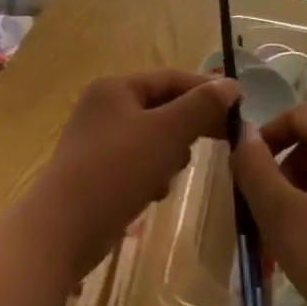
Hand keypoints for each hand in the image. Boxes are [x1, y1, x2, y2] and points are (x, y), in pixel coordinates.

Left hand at [35, 70, 239, 278]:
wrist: (64, 227)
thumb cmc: (117, 170)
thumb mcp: (167, 133)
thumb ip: (201, 107)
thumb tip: (231, 86)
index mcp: (115, 87)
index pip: (171, 79)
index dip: (207, 90)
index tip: (241, 108)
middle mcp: (103, 107)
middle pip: (161, 107)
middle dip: (189, 126)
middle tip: (224, 141)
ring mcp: (97, 140)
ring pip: (151, 138)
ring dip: (170, 153)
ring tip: (174, 171)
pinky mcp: (96, 172)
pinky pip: (136, 164)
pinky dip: (151, 174)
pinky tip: (154, 193)